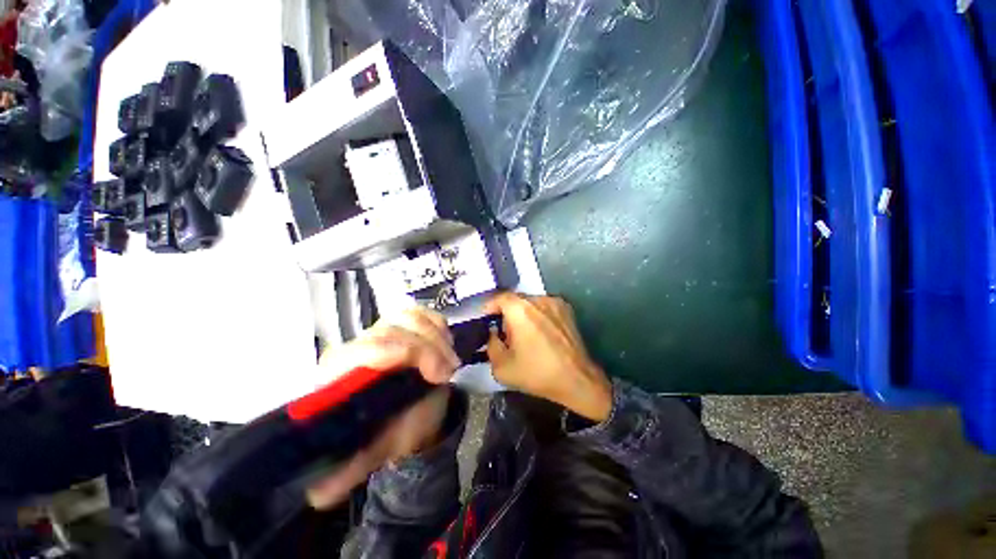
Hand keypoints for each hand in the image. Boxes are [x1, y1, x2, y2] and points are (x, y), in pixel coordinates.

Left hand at [308, 307, 458, 509]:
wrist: (413, 410)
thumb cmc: (393, 429)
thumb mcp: (374, 450)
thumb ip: (349, 468)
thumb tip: (318, 494)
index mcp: (340, 374)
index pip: (361, 350)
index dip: (398, 352)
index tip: (433, 372)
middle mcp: (358, 345)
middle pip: (392, 330)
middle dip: (428, 348)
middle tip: (448, 373)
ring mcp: (383, 329)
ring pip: (409, 317)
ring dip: (436, 337)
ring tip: (450, 362)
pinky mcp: (403, 323)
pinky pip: (421, 312)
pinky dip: (437, 324)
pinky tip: (445, 342)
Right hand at [484, 293, 611, 421]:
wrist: (577, 379)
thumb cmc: (537, 373)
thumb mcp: (502, 368)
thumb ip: (491, 345)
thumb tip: (494, 333)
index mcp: (520, 310)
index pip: (499, 298)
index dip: (489, 307)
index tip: (486, 318)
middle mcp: (537, 299)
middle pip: (515, 299)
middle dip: (506, 312)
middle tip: (504, 331)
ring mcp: (554, 302)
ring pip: (530, 302)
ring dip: (523, 313)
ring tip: (524, 333)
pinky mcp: (566, 309)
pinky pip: (544, 306)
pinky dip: (538, 314)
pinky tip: (541, 332)